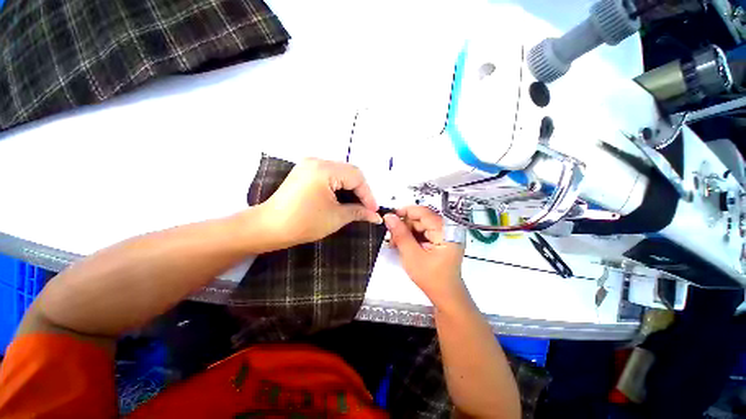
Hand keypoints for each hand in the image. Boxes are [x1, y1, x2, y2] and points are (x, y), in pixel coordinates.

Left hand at [259, 158, 382, 247]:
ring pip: (340, 172)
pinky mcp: (305, 171)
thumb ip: (359, 212)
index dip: (368, 194)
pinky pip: (329, 174)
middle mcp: (317, 161)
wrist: (268, 227)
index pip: (357, 177)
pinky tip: (343, 197)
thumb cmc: (303, 223)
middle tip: (367, 208)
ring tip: (357, 204)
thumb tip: (376, 216)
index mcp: (325, 170)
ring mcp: (309, 165)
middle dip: (360, 190)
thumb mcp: (336, 218)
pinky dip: (339, 185)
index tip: (373, 211)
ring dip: (351, 187)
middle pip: (349, 171)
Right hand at [383, 206, 465, 307]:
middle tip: (391, 236)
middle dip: (404, 225)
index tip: (391, 216)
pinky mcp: (440, 241)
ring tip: (396, 243)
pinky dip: (412, 237)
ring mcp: (444, 235)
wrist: (445, 296)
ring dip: (407, 232)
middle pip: (421, 219)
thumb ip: (400, 235)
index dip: (406, 211)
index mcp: (446, 231)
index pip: (424, 212)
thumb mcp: (412, 256)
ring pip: (420, 225)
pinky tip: (404, 244)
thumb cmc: (432, 279)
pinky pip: (423, 232)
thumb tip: (390, 217)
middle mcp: (447, 230)